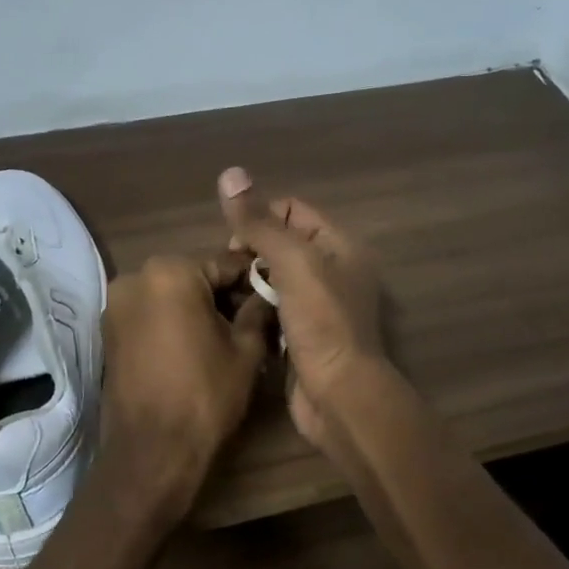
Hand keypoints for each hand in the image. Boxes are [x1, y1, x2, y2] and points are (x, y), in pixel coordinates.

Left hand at [100, 253, 273, 525]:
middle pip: (194, 277)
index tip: (274, 298)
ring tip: (225, 340)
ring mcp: (116, 305)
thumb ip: (258, 312)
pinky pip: (150, 315)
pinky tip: (194, 349)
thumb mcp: (246, 350)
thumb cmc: (205, 394)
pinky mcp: (108, 332)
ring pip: (170, 296)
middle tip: (252, 323)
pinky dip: (172, 324)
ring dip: (197, 310)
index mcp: (171, 272)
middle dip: (222, 296)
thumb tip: (267, 294)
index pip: (226, 264)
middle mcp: (135, 277)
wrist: (152, 450)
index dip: (253, 282)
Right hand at [217, 167, 386, 452]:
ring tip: (228, 295)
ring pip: (274, 280)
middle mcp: (334, 271)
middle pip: (281, 244)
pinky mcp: (304, 335)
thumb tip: (230, 174)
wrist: (338, 395)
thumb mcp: (293, 263)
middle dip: (251, 252)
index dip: (261, 219)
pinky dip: (257, 310)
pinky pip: (274, 310)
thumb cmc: (322, 322)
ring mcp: (320, 306)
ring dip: (251, 283)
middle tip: (229, 273)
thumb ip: (261, 223)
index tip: (236, 245)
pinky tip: (237, 318)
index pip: (293, 210)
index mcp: (340, 246)